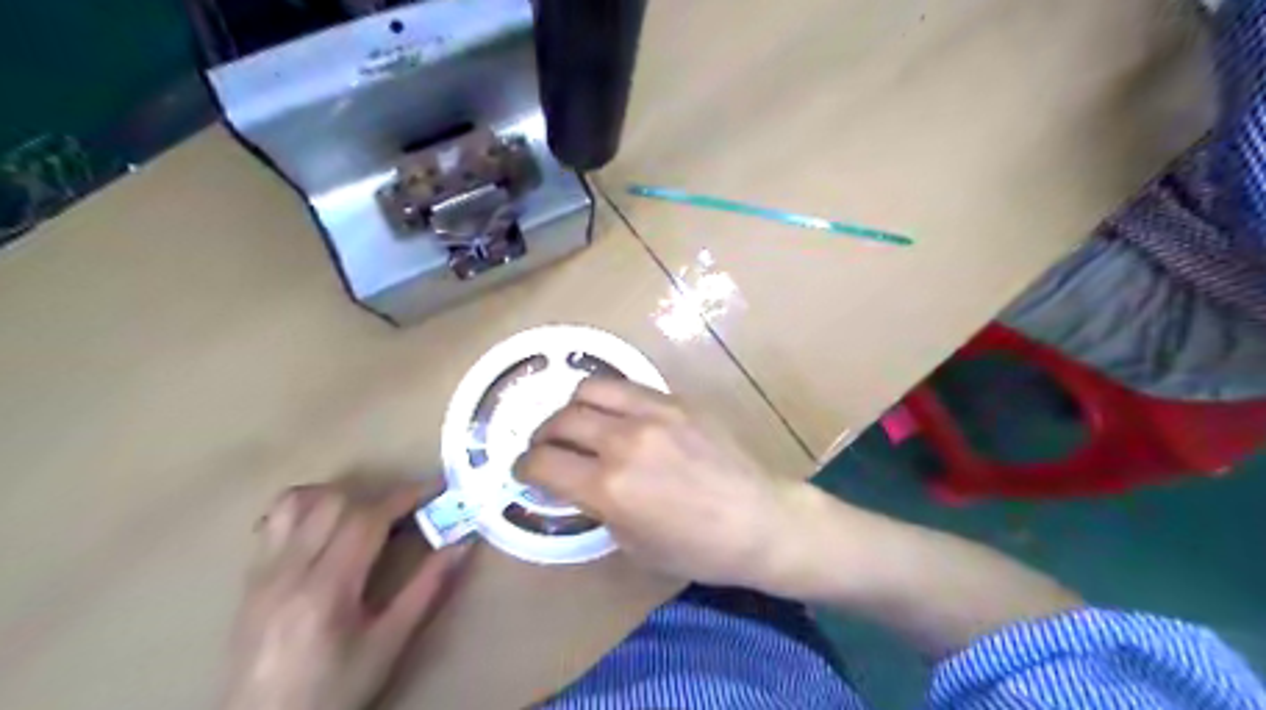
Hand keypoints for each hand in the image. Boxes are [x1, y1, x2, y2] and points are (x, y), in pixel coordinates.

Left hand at [219, 477, 472, 709]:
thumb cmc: (334, 689)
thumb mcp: (389, 644)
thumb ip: (426, 588)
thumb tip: (462, 544)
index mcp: (326, 590)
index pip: (367, 519)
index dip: (406, 496)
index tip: (437, 489)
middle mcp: (288, 571)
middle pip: (335, 502)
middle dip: (380, 496)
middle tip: (410, 510)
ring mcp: (263, 571)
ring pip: (300, 501)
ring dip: (342, 495)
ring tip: (368, 513)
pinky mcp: (250, 577)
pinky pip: (275, 520)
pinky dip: (307, 506)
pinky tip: (327, 524)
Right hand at [513, 379, 811, 588]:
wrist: (760, 519)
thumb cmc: (698, 549)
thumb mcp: (633, 544)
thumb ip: (597, 507)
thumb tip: (578, 484)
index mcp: (609, 487)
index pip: (542, 463)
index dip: (523, 469)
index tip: (524, 472)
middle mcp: (623, 441)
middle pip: (559, 421)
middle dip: (542, 437)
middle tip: (548, 450)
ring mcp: (653, 413)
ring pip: (589, 389)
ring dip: (571, 408)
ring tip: (578, 424)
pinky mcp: (677, 400)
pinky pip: (628, 387)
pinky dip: (609, 400)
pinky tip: (616, 415)